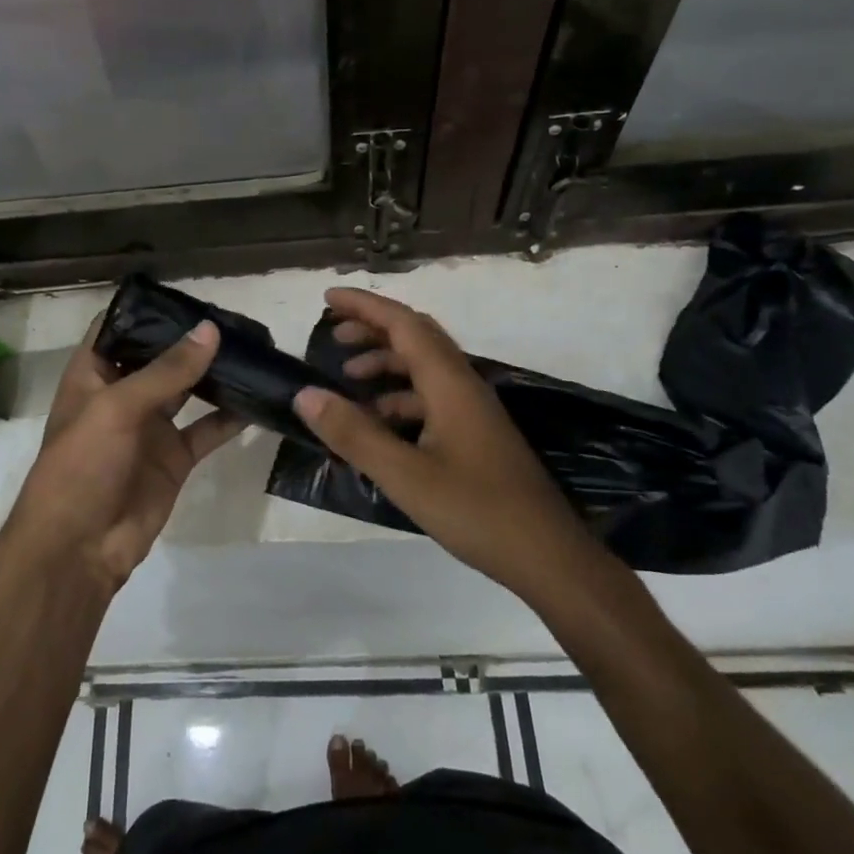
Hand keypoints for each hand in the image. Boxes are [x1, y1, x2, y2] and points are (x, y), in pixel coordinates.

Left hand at [7, 319, 242, 590]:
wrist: (79, 549)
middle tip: (236, 319)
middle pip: (159, 357)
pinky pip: (207, 429)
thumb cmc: (82, 465)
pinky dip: (231, 416)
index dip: (145, 309)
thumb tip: (210, 330)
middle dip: (191, 339)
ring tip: (253, 349)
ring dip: (215, 373)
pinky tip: (259, 398)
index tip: (186, 294)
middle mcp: (122, 395)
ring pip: (188, 390)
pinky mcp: (174, 458)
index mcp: (93, 375)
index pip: (116, 328)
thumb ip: (167, 370)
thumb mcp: (118, 408)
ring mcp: (150, 427)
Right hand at [292, 287, 587, 603]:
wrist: (547, 556)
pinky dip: (399, 398)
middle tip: (333, 336)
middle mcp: (463, 385)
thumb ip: (354, 434)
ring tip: (348, 382)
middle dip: (373, 329)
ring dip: (385, 365)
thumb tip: (305, 394)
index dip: (365, 306)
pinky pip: (431, 398)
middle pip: (416, 338)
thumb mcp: (405, 475)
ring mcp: (473, 411)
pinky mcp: (476, 435)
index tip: (328, 297)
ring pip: (423, 369)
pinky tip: (379, 425)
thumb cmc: (476, 510)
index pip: (403, 324)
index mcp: (449, 383)